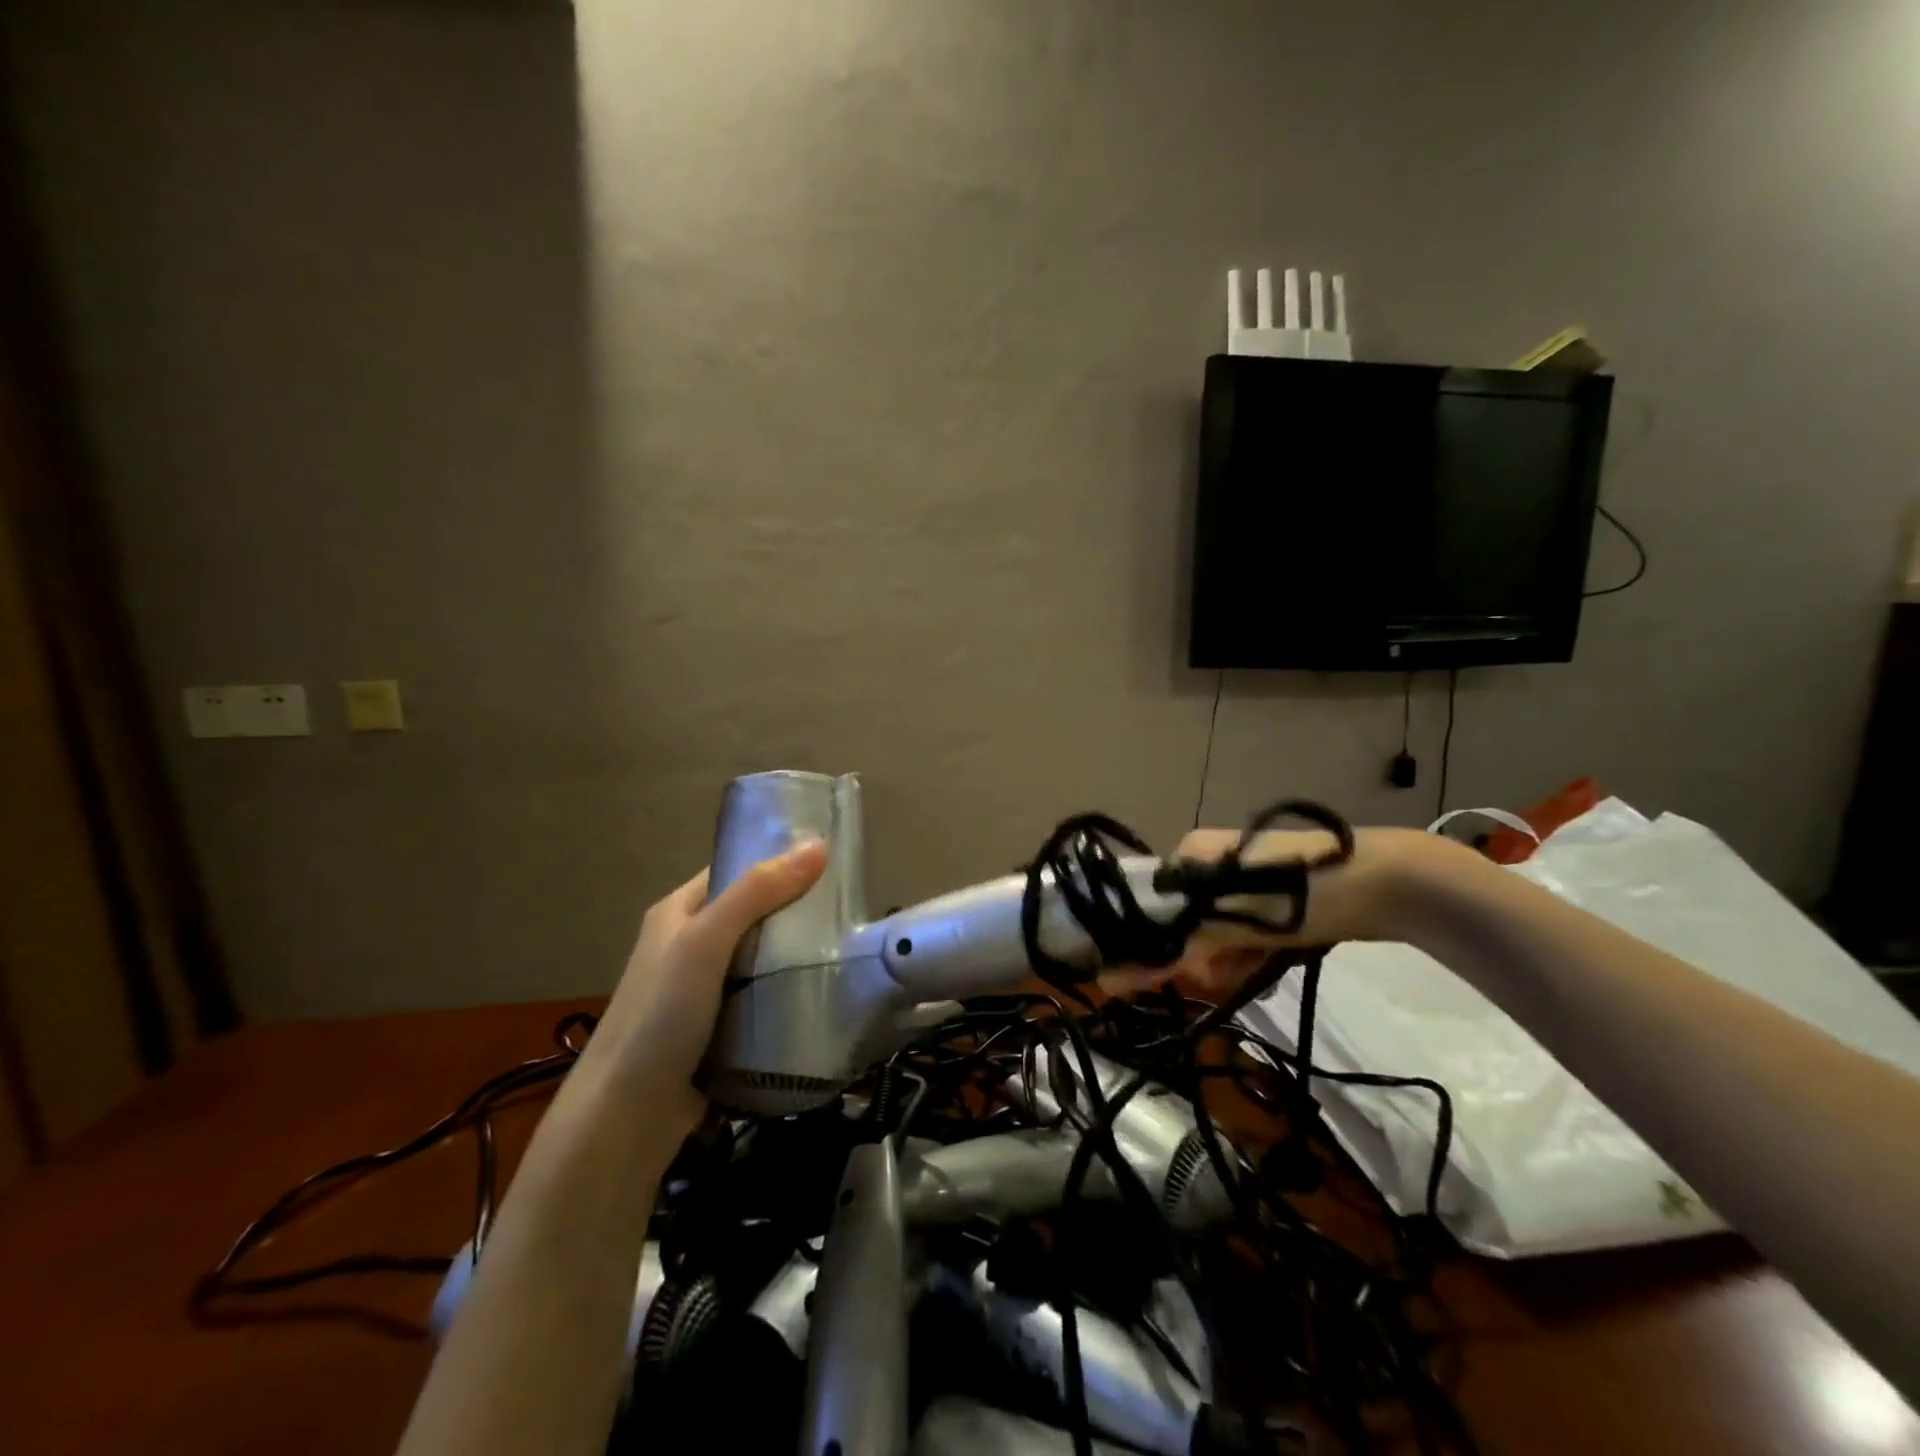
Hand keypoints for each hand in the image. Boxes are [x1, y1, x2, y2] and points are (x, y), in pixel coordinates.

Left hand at [586, 839, 828, 1137]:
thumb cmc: (660, 1016)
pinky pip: (763, 997)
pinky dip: (789, 993)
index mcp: (677, 912)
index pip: (736, 870)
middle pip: (754, 914)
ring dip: (797, 955)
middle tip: (850, 908)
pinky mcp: (721, 1028)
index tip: (831, 861)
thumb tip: (818, 845)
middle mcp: (689, 945)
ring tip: (849, 945)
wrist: (626, 1118)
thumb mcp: (706, 942)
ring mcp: (704, 990)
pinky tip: (826, 991)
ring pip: (762, 958)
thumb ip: (758, 892)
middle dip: (797, 911)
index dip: (778, 861)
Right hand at [1099, 826, 1444, 997]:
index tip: (1175, 975)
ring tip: (1252, 970)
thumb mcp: (1228, 921)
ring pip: (1213, 933)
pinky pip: (1241, 933)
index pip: (1149, 903)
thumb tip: (1109, 979)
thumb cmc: (1296, 895)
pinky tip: (1264, 965)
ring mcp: (1242, 879)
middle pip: (1181, 923)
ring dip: (1227, 961)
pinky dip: (1248, 954)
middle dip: (1199, 957)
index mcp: (1188, 853)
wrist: (1385, 884)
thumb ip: (1172, 950)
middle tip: (1222, 976)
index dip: (1156, 943)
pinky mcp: (1272, 897)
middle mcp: (1208, 861)